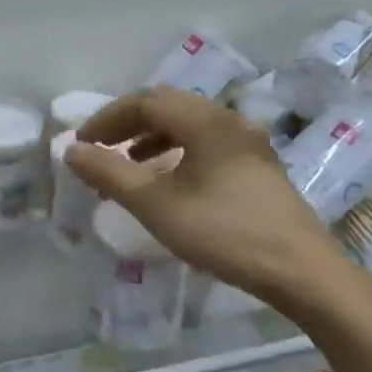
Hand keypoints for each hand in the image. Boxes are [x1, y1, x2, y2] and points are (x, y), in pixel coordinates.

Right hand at [68, 86, 357, 315]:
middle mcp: (229, 120)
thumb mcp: (155, 204)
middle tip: (101, 150)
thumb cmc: (223, 232)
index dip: (107, 119)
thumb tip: (71, 151)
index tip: (82, 144)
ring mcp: (248, 142)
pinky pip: (206, 143)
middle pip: (167, 106)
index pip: (145, 101)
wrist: (299, 270)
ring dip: (151, 137)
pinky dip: (176, 151)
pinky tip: (168, 180)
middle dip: (128, 124)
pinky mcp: (257, 165)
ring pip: (188, 124)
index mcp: (205, 121)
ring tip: (128, 164)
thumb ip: (109, 173)